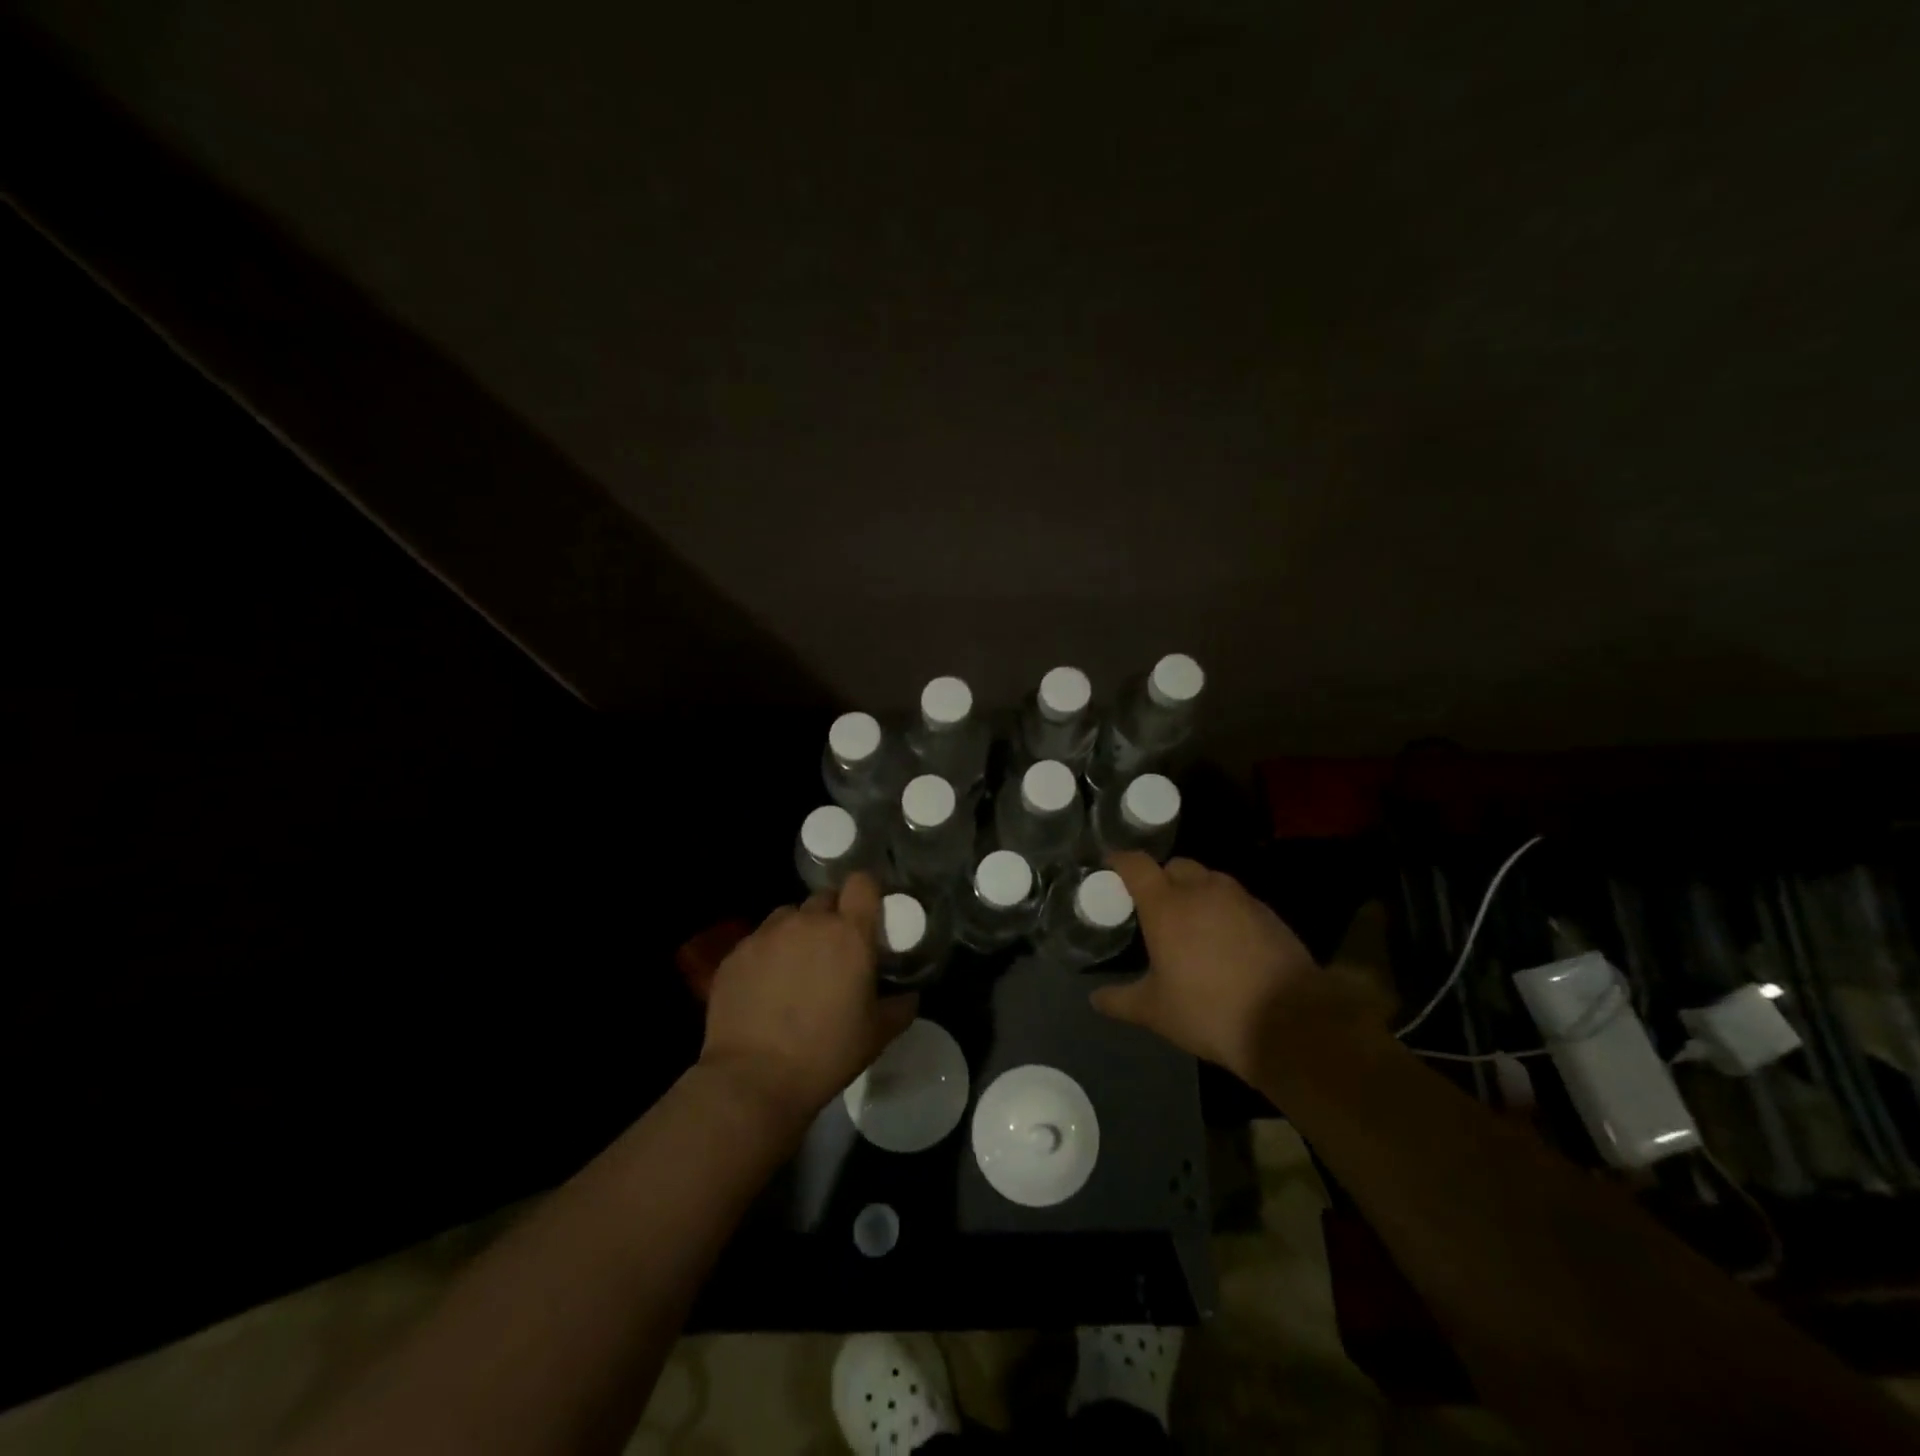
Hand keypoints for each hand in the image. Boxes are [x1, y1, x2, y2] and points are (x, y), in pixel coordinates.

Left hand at [699, 872, 915, 1127]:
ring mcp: (767, 934)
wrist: (753, 1079)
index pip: (861, 882)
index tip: (867, 914)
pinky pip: (759, 940)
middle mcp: (807, 922)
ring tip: (797, 966)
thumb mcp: (877, 1034)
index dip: (866, 892)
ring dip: (798, 931)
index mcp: (849, 934)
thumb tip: (909, 994)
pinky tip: (766, 987)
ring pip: (788, 916)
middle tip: (834, 950)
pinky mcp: (735, 953)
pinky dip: (767, 954)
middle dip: (832, 917)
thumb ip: (900, 1006)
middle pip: (824, 898)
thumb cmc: (826, 1054)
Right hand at [1092, 853, 1389, 1082]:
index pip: (1136, 864)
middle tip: (1154, 904)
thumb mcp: (1156, 1012)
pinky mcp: (1269, 914)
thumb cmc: (1208, 1011)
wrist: (1290, 1022)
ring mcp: (1240, 899)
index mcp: (1166, 905)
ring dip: (1196, 891)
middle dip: (1161, 877)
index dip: (1120, 860)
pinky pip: (1237, 900)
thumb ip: (1121, 1001)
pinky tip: (1226, 940)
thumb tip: (1095, 999)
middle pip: (1176, 865)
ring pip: (1210, 880)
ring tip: (1191, 922)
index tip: (1110, 864)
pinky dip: (1224, 910)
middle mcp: (1201, 890)